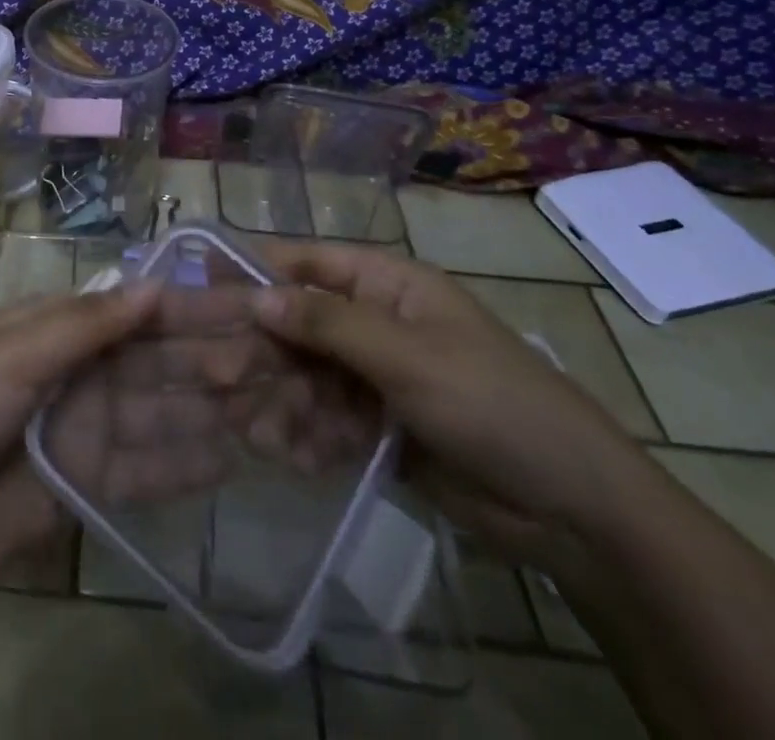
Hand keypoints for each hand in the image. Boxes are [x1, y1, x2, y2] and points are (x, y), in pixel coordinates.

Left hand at [0, 281, 247, 588]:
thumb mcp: (12, 354)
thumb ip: (86, 326)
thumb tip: (155, 287)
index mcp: (62, 328)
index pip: (140, 313)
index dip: (193, 309)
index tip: (252, 307)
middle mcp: (84, 372)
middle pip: (160, 362)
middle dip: (214, 358)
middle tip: (281, 361)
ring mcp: (90, 429)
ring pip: (163, 412)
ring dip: (213, 409)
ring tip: (274, 407)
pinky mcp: (90, 484)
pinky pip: (147, 469)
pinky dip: (185, 464)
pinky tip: (232, 458)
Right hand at [249, 239, 653, 571]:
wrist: (572, 510)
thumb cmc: (492, 403)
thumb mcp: (408, 356)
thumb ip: (328, 323)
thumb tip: (257, 295)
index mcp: (387, 285)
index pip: (308, 262)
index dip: (256, 268)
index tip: (201, 282)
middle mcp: (374, 322)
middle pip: (298, 323)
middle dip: (261, 349)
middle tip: (216, 376)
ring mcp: (374, 376)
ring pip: (305, 375)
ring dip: (278, 398)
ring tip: (255, 430)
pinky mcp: (375, 426)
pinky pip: (324, 418)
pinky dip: (305, 434)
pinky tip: (292, 456)